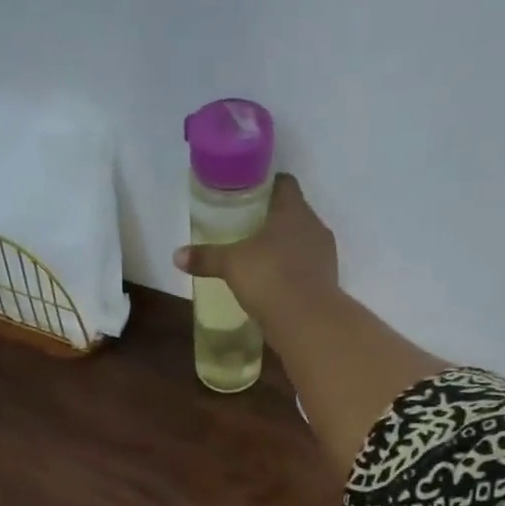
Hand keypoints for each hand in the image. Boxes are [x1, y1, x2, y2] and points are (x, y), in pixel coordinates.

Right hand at [173, 174, 338, 318]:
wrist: (307, 322)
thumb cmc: (269, 277)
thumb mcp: (231, 265)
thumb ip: (206, 258)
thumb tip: (176, 256)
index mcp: (294, 210)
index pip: (284, 184)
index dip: (267, 185)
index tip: (249, 194)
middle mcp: (314, 227)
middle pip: (293, 214)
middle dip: (273, 220)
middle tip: (247, 230)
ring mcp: (325, 256)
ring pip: (302, 243)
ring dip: (285, 249)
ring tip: (260, 260)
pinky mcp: (327, 283)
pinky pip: (306, 270)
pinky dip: (292, 273)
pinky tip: (274, 285)